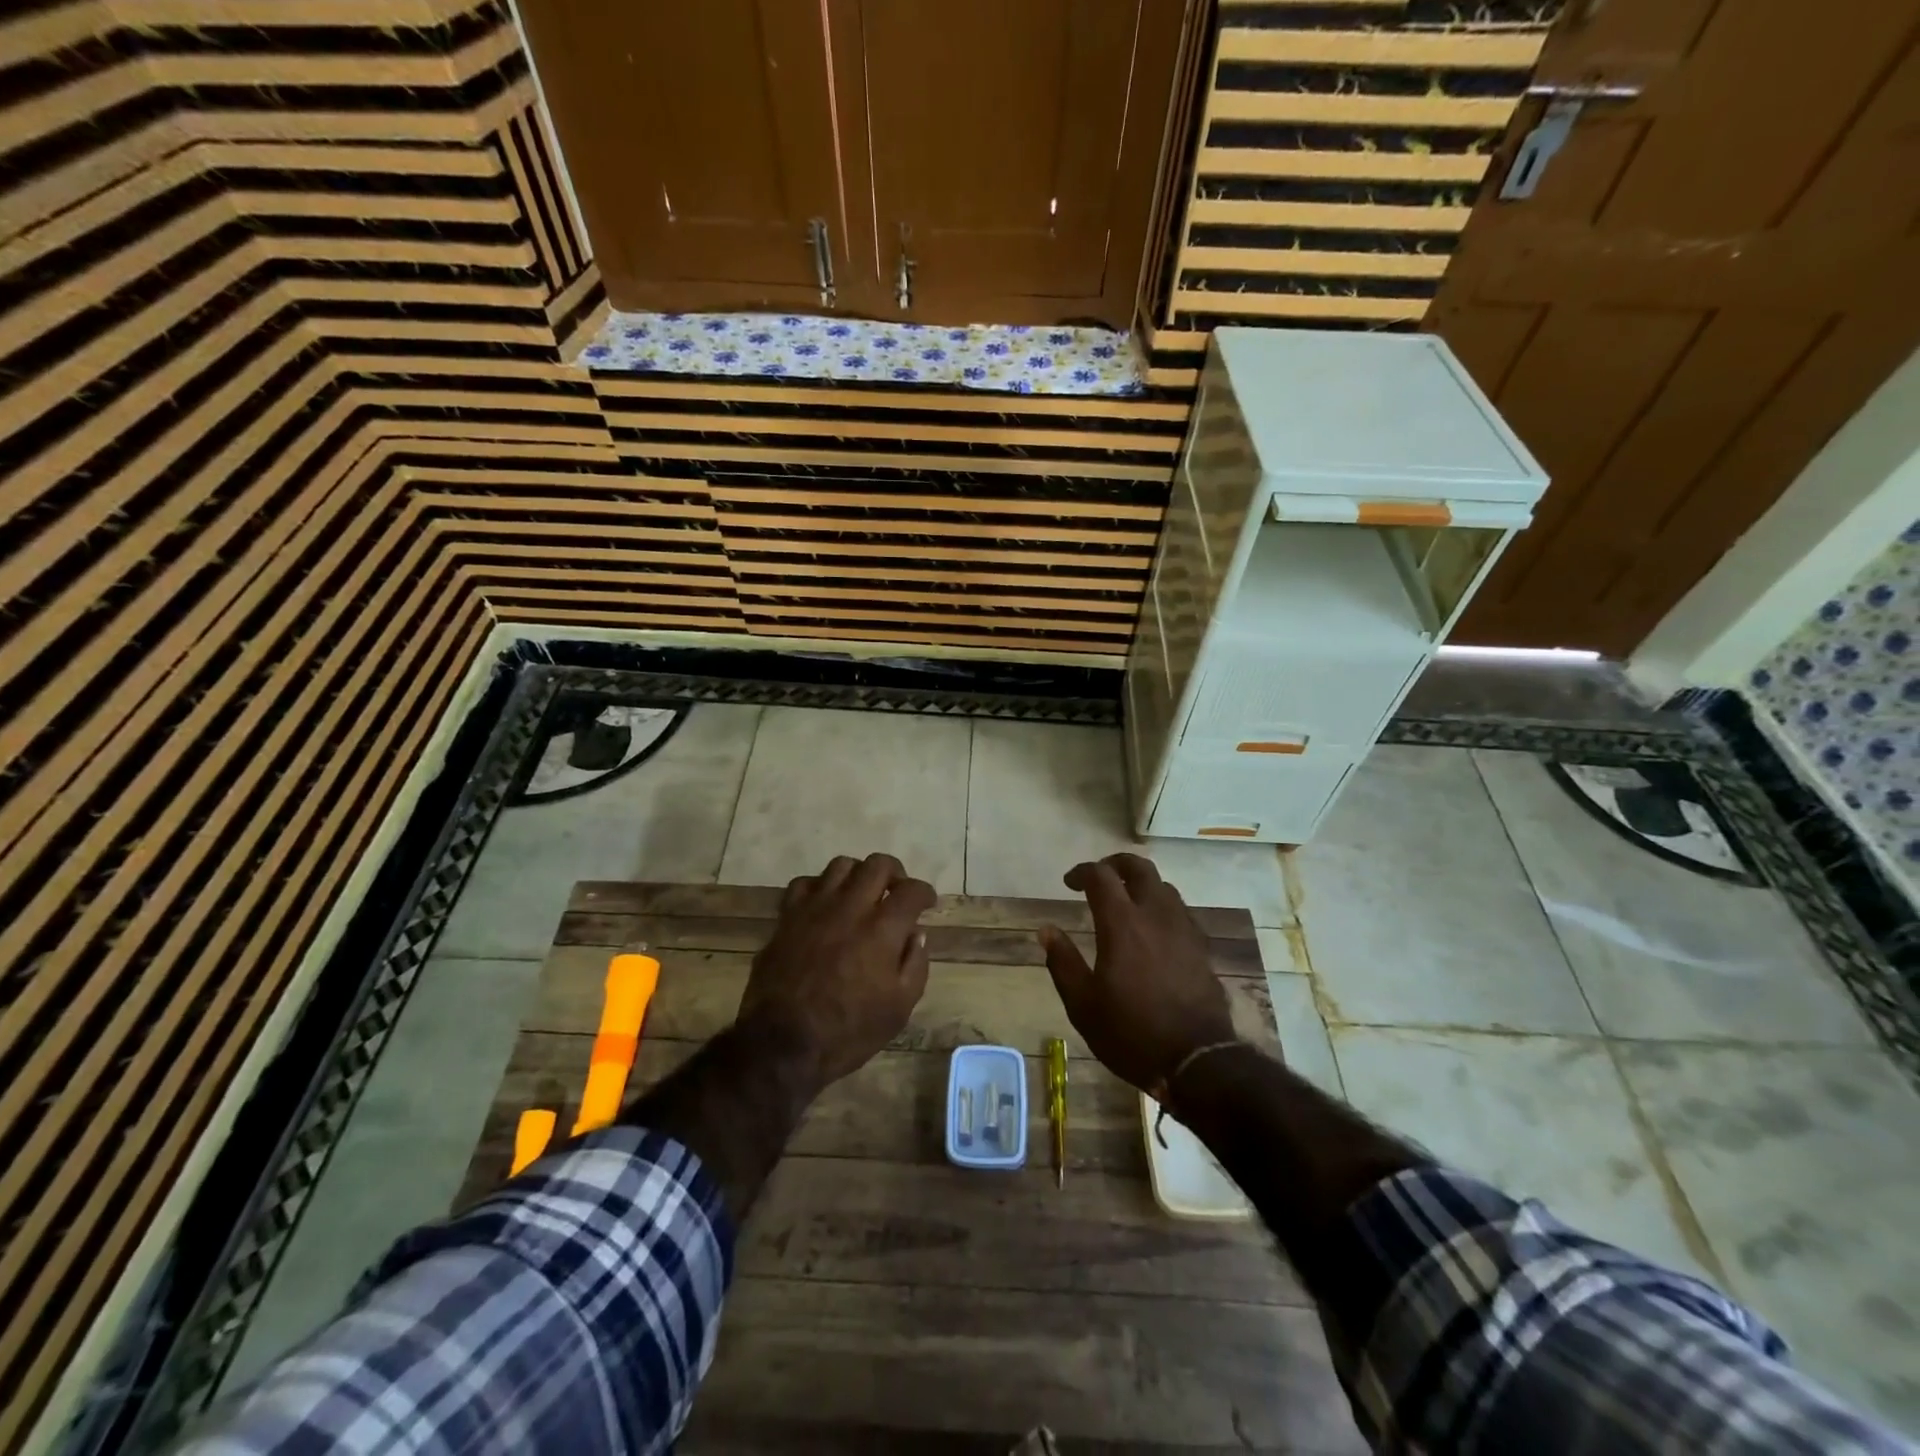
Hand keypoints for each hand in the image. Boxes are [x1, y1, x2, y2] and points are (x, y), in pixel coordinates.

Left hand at [735, 852, 936, 1090]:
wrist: (783, 1044)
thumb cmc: (848, 1031)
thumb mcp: (899, 1008)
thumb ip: (915, 965)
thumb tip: (916, 934)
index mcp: (882, 929)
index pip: (911, 891)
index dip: (924, 893)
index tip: (927, 903)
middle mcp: (850, 907)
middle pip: (878, 864)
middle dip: (895, 873)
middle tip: (896, 892)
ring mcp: (814, 908)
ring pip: (841, 865)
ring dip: (858, 874)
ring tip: (861, 894)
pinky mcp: (787, 917)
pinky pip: (804, 883)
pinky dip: (820, 887)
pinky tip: (824, 904)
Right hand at [1039, 853, 1237, 1093]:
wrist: (1197, 1061)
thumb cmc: (1132, 1033)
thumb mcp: (1083, 1005)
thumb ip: (1063, 962)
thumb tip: (1046, 930)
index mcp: (1122, 924)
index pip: (1101, 876)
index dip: (1082, 872)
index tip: (1069, 883)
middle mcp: (1155, 915)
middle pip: (1139, 868)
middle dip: (1116, 863)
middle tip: (1100, 876)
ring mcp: (1183, 929)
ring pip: (1163, 887)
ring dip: (1141, 884)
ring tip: (1126, 901)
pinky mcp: (1201, 947)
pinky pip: (1180, 910)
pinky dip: (1161, 906)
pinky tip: (1153, 929)